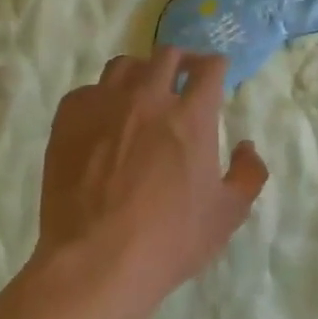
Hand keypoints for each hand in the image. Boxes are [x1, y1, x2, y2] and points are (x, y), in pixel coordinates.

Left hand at [33, 48, 268, 308]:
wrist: (95, 262)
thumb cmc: (169, 240)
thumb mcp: (228, 214)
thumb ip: (248, 174)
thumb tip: (246, 147)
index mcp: (191, 116)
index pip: (209, 67)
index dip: (216, 66)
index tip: (216, 73)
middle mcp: (148, 98)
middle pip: (167, 55)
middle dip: (181, 62)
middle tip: (183, 79)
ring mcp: (104, 105)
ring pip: (124, 65)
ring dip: (140, 73)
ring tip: (141, 93)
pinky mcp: (68, 120)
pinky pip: (87, 91)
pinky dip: (100, 98)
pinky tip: (102, 120)